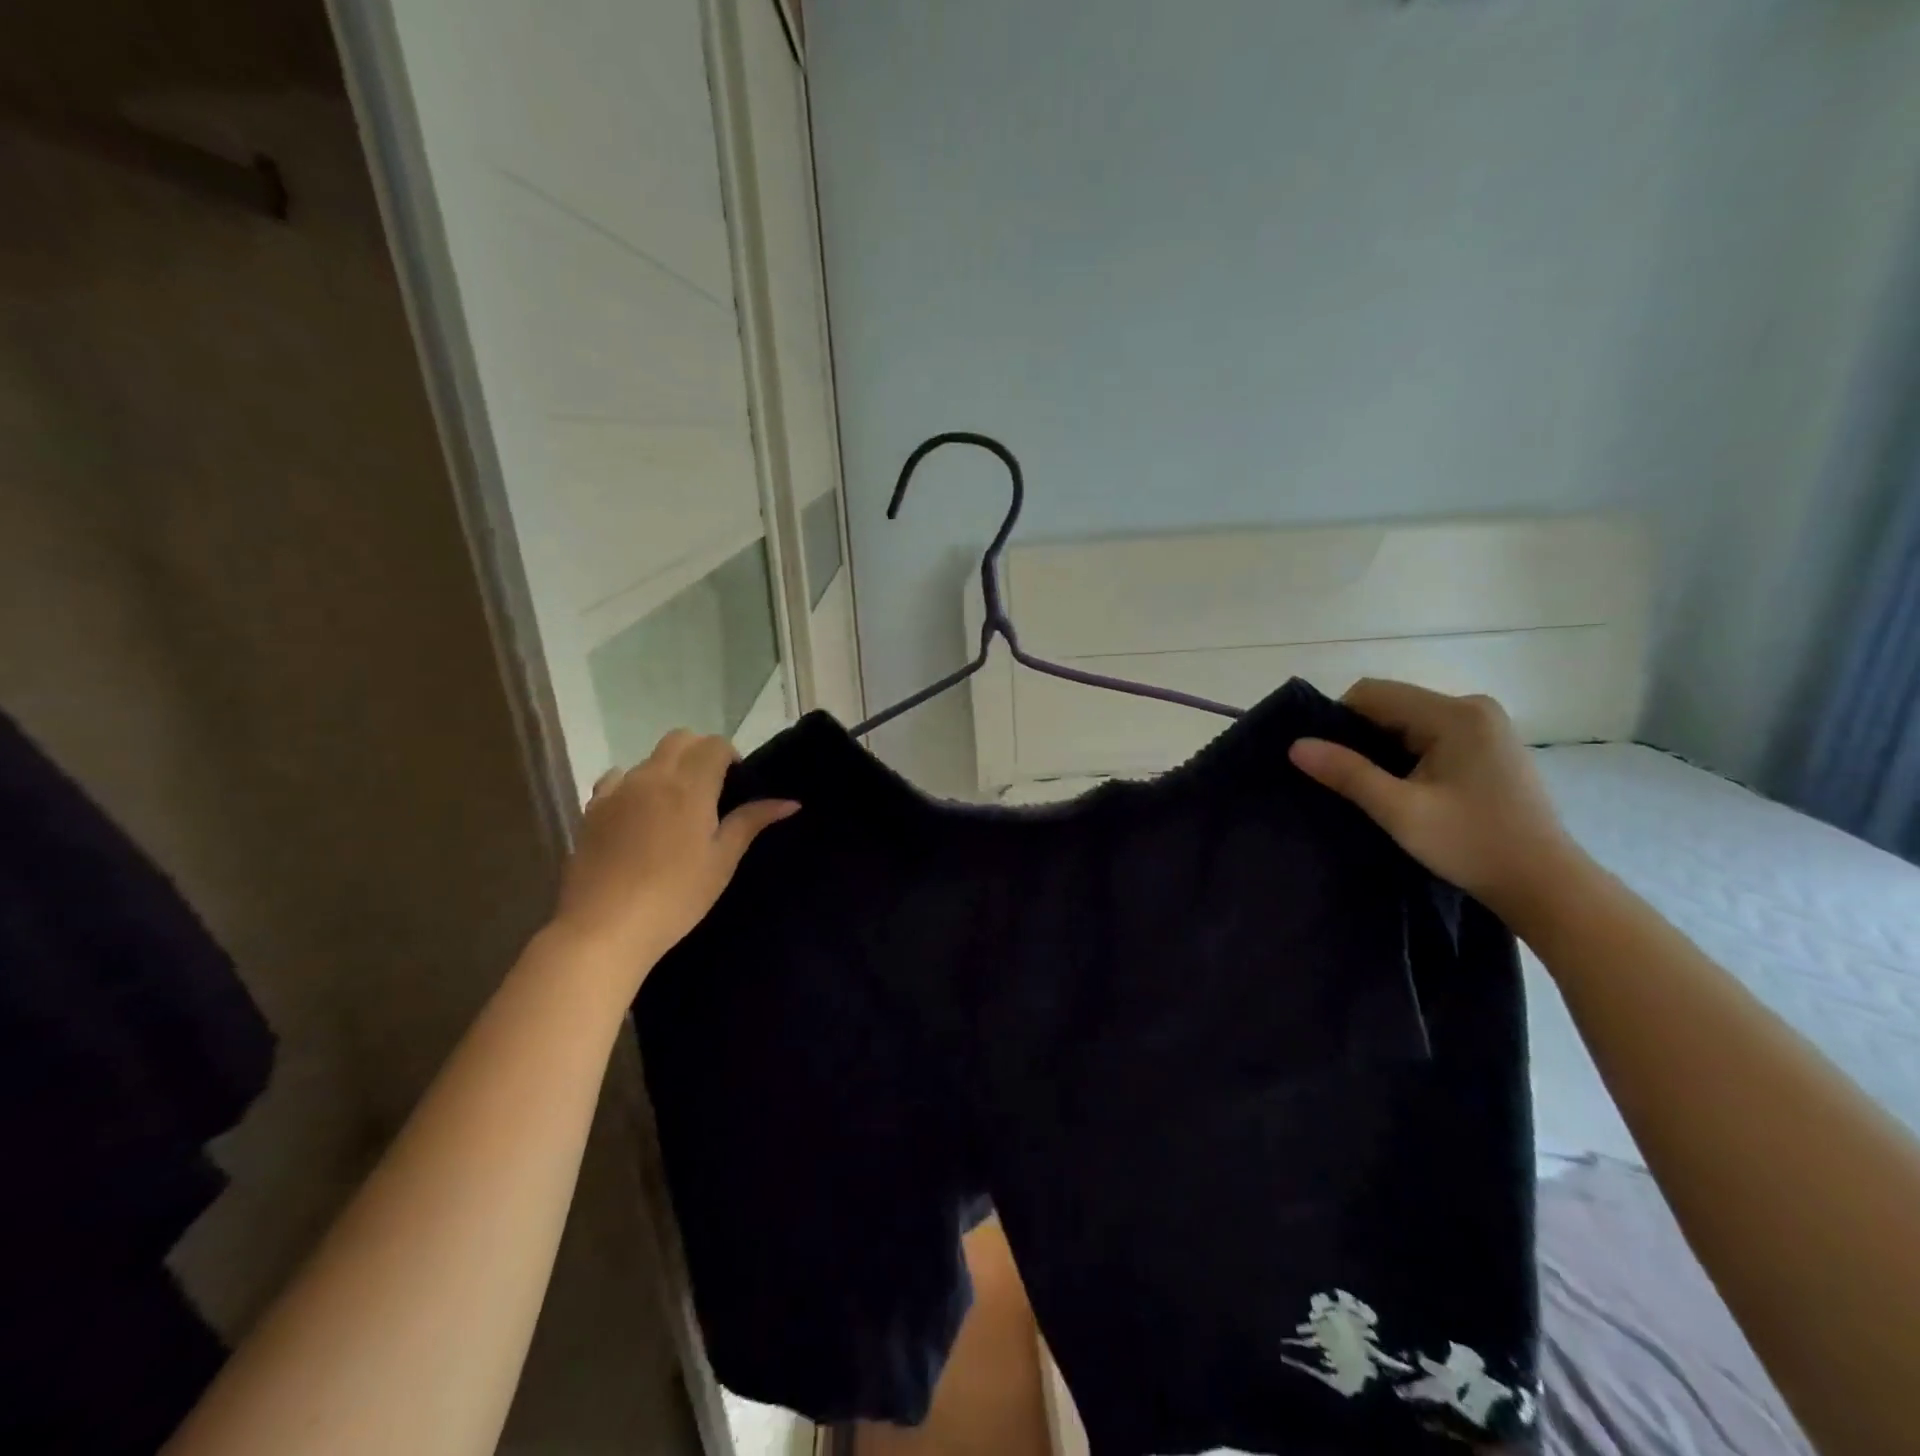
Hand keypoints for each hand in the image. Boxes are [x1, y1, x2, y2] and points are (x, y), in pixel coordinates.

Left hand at [553, 730, 797, 964]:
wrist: (605, 928)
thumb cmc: (676, 896)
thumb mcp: (722, 860)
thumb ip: (751, 822)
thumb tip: (790, 802)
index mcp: (689, 785)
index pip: (714, 745)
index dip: (729, 756)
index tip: (735, 785)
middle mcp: (652, 776)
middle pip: (680, 739)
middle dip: (700, 752)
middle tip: (711, 789)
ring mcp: (617, 791)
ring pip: (648, 759)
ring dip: (668, 769)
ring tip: (675, 808)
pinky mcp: (592, 810)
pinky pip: (617, 780)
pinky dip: (634, 785)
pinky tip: (638, 815)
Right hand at [1288, 679, 1585, 919]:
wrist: (1546, 884)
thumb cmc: (1471, 844)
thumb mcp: (1399, 810)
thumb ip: (1346, 772)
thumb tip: (1296, 745)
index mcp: (1454, 713)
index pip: (1371, 693)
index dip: (1338, 722)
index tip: (1328, 763)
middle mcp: (1472, 707)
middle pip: (1391, 705)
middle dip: (1361, 738)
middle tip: (1348, 782)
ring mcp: (1485, 726)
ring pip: (1408, 722)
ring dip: (1383, 750)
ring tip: (1376, 790)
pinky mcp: (1489, 746)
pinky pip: (1430, 736)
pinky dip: (1407, 756)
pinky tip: (1407, 790)